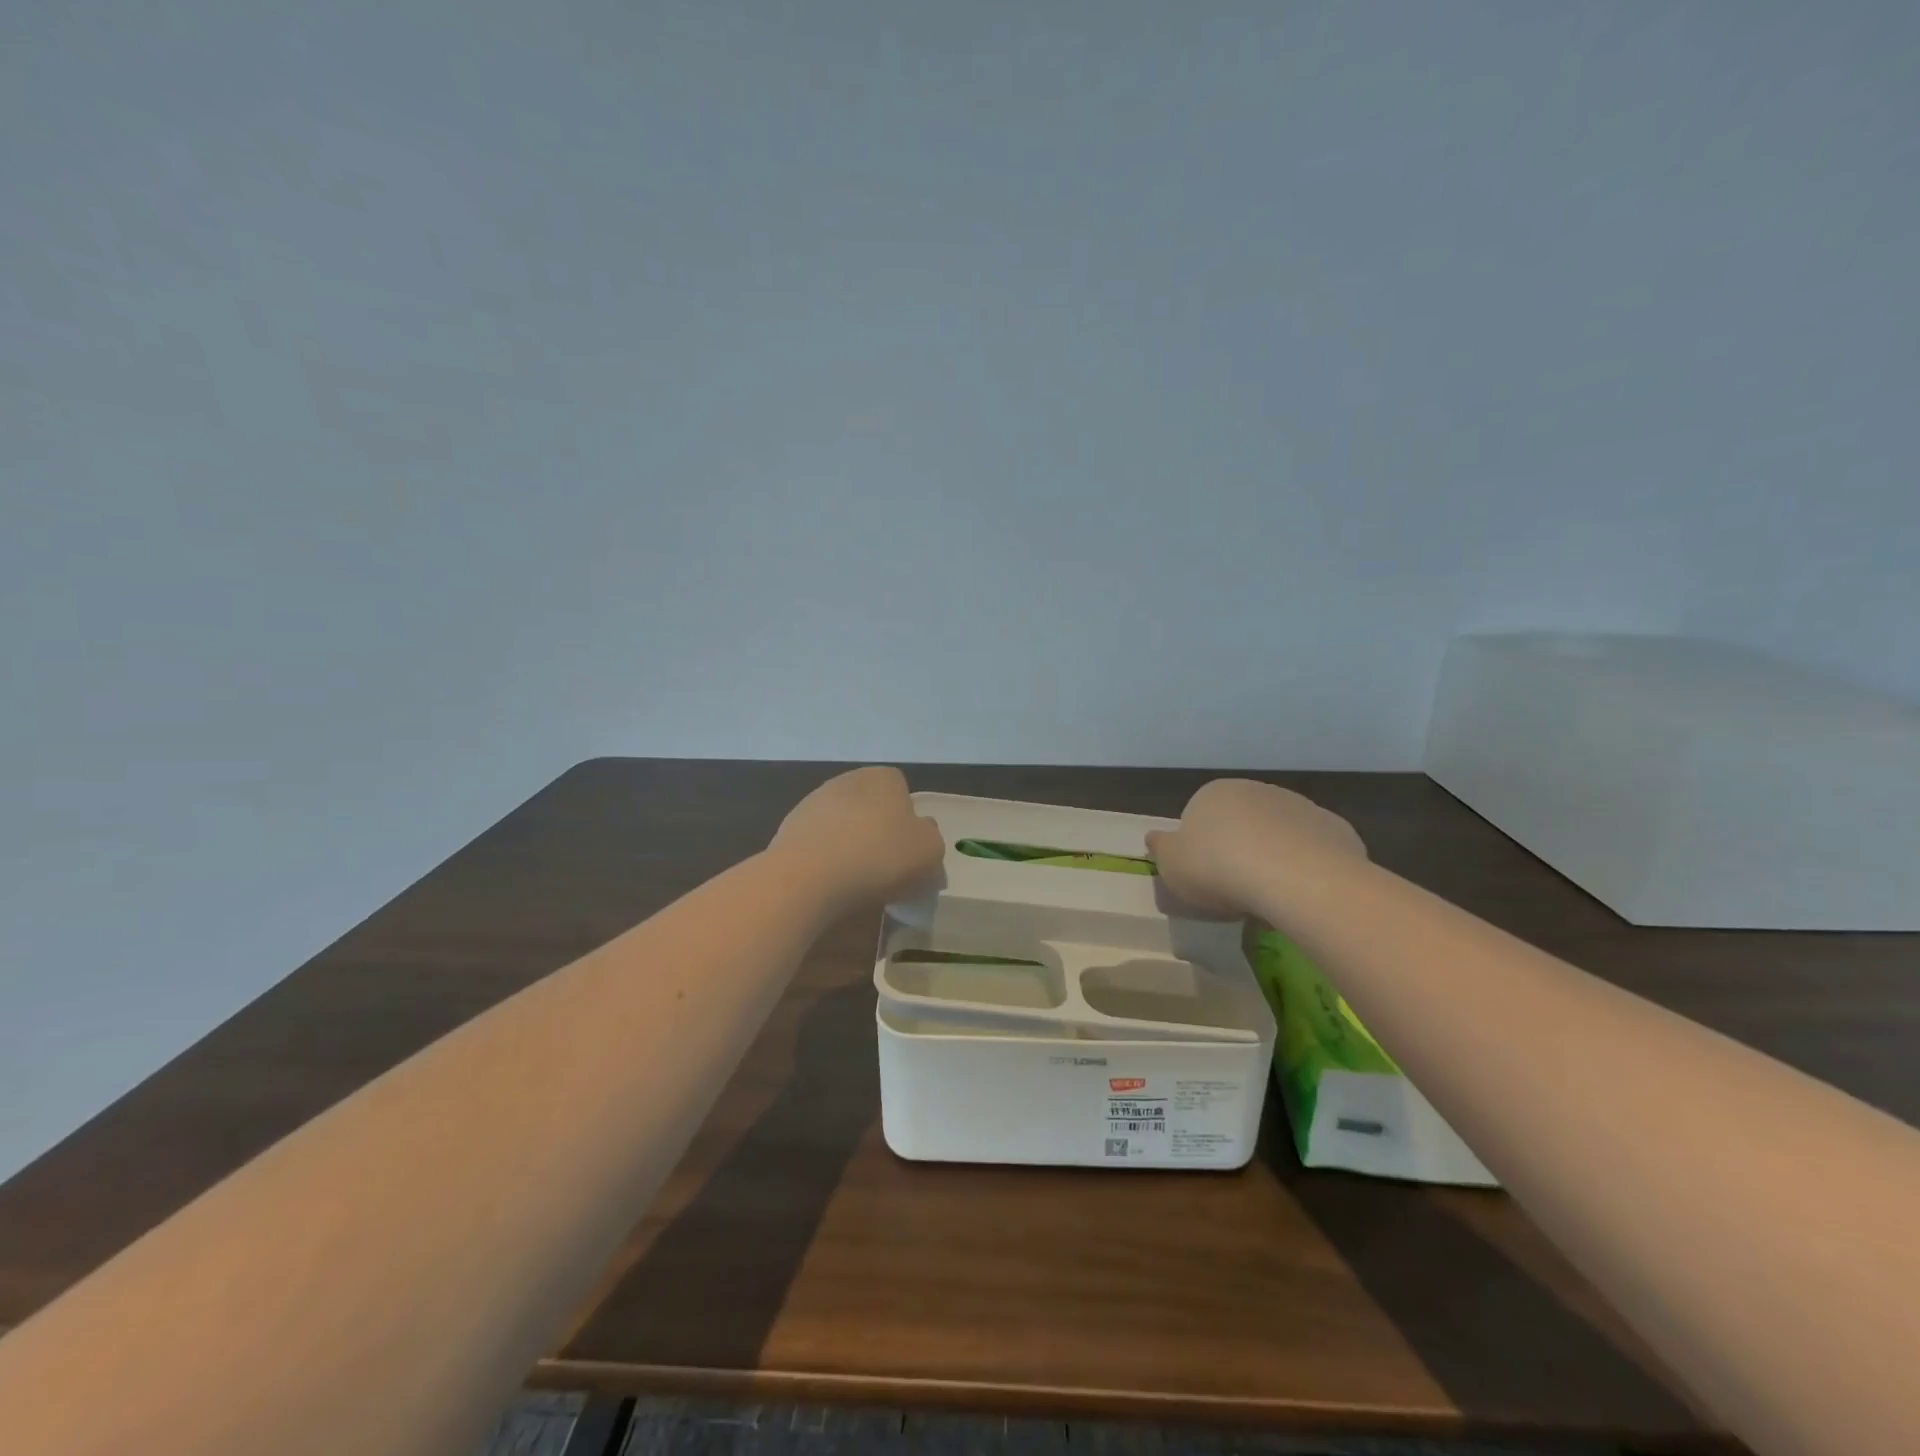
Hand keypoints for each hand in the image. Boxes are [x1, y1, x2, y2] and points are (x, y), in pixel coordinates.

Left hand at [769, 766, 944, 911]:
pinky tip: (829, 885)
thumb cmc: (879, 857)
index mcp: (883, 778)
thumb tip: (920, 832)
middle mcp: (847, 781)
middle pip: (871, 807)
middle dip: (877, 833)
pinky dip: (825, 861)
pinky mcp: (788, 829)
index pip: (902, 791)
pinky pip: (818, 845)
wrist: (807, 878)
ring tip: (856, 883)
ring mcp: (812, 803)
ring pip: (843, 826)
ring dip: (849, 846)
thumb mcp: (930, 852)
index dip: (908, 821)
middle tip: (886, 869)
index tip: (909, 851)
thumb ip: (931, 838)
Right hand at [1147, 778, 1365, 914]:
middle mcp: (1256, 790)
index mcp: (1213, 794)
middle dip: (1239, 851)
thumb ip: (1161, 849)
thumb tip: (1154, 837)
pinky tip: (1302, 894)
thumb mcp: (1171, 866)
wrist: (1295, 878)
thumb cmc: (1218, 869)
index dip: (1200, 850)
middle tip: (1236, 891)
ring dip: (1274, 859)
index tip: (1204, 880)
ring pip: (1279, 836)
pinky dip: (1307, 868)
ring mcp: (1299, 806)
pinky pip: (1313, 851)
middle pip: (1242, 823)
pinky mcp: (1335, 828)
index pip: (1199, 817)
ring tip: (1270, 900)